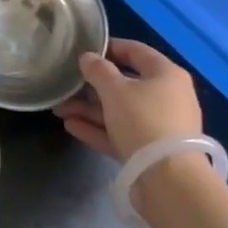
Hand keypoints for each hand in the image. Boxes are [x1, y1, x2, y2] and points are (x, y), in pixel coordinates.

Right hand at [52, 39, 201, 161]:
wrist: (168, 179)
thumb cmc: (143, 120)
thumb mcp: (115, 90)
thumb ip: (98, 71)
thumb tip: (88, 57)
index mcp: (166, 74)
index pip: (137, 51)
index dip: (110, 47)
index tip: (85, 49)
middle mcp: (167, 97)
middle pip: (126, 84)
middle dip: (92, 86)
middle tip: (66, 85)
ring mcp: (159, 126)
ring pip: (120, 111)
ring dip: (90, 109)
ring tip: (59, 109)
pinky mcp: (149, 151)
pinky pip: (120, 133)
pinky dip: (98, 129)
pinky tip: (71, 126)